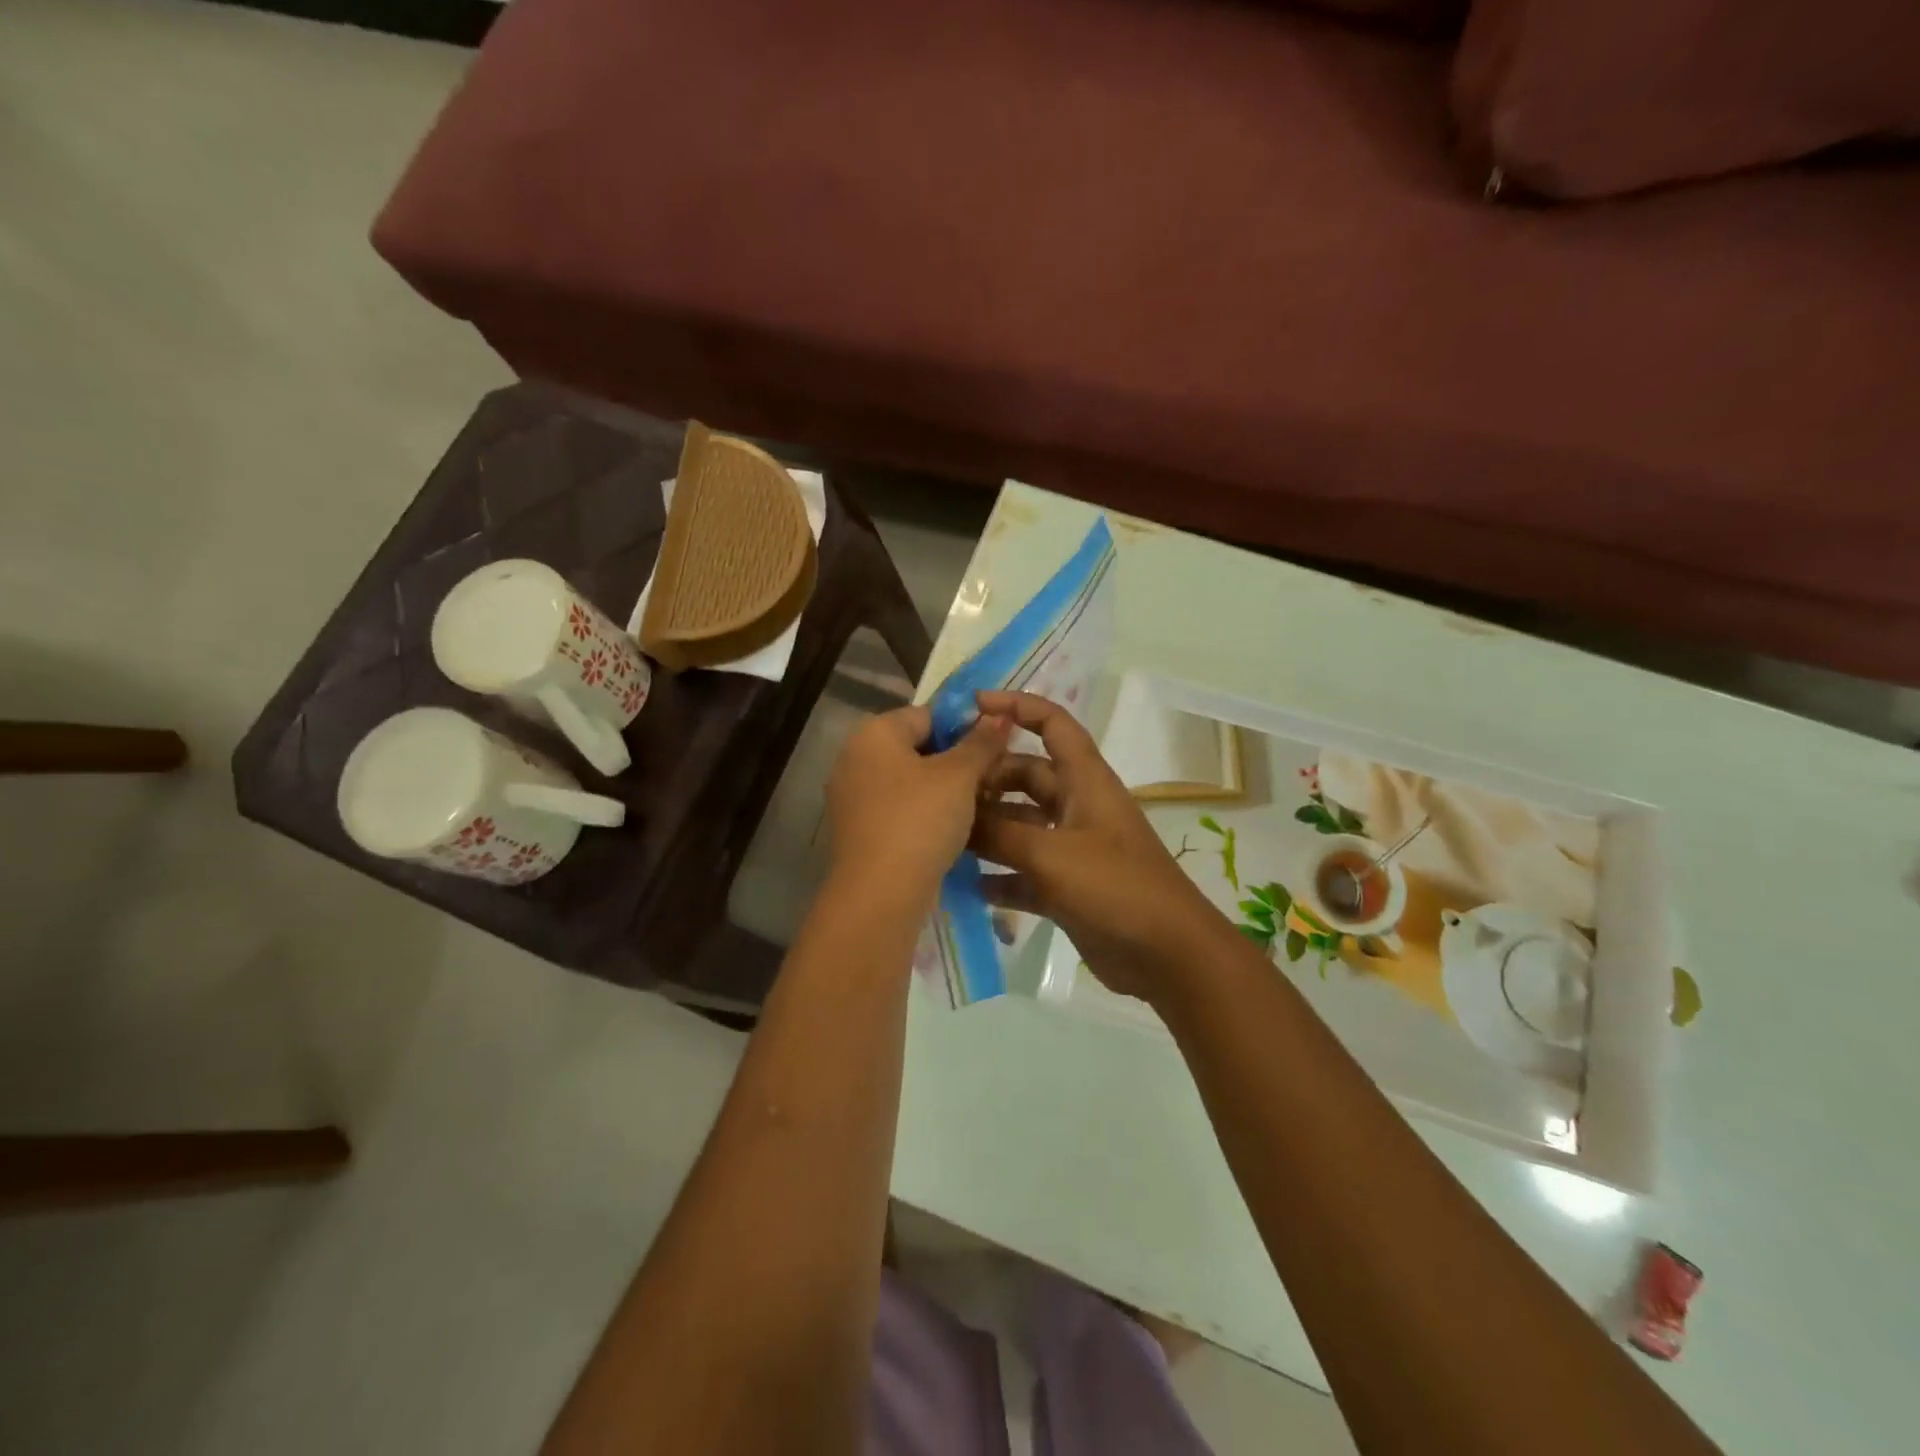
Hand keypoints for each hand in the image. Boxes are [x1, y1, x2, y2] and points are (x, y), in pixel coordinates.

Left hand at [826, 704, 1010, 898]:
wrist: (879, 894)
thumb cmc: (920, 821)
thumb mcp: (959, 776)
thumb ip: (980, 742)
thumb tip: (999, 715)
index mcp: (873, 733)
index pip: (928, 715)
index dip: (965, 727)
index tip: (995, 749)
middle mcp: (853, 758)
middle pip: (917, 748)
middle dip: (955, 761)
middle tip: (991, 780)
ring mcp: (851, 797)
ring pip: (909, 782)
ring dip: (942, 791)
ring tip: (979, 807)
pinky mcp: (857, 831)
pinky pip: (897, 809)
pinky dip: (923, 814)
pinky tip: (951, 831)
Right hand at [969, 690, 1225, 1004]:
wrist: (1167, 954)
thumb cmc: (1114, 887)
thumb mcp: (1051, 853)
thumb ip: (999, 833)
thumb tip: (956, 818)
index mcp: (1085, 780)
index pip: (1052, 724)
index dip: (1016, 706)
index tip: (971, 707)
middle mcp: (1077, 807)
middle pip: (1026, 776)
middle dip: (987, 779)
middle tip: (941, 793)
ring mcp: (1072, 848)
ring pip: (1021, 825)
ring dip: (987, 830)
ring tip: (942, 837)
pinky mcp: (1067, 886)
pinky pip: (1024, 871)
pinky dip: (999, 875)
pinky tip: (966, 885)